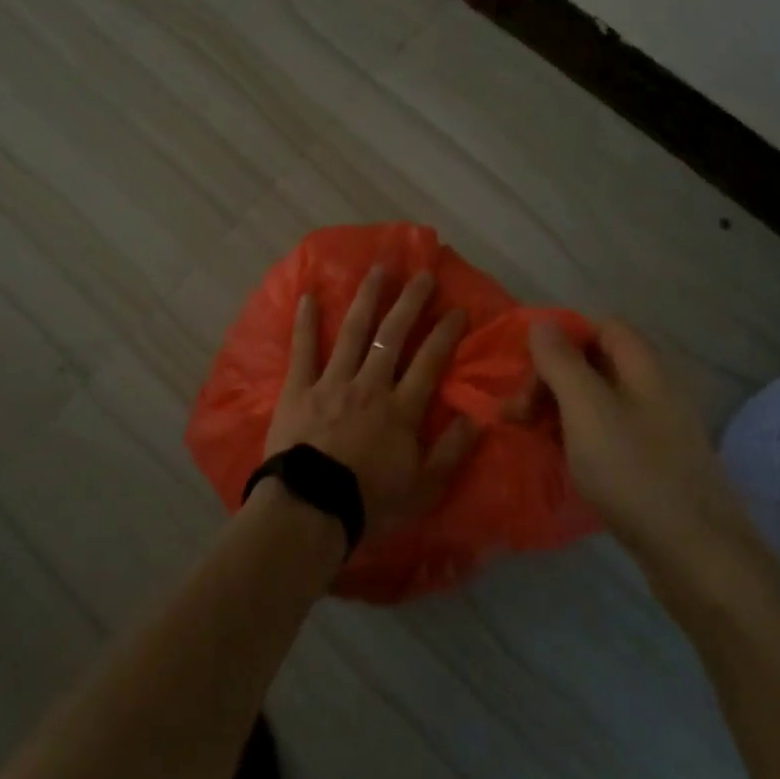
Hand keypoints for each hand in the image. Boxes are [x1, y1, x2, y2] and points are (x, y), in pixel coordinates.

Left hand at [264, 268, 480, 535]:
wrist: (311, 508)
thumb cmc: (370, 502)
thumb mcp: (425, 488)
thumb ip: (452, 451)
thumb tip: (479, 418)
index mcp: (401, 408)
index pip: (430, 361)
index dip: (445, 332)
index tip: (457, 308)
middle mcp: (370, 385)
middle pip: (393, 335)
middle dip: (410, 302)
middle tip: (422, 274)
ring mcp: (332, 382)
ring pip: (353, 332)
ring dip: (367, 299)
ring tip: (377, 270)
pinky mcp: (299, 389)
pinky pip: (303, 350)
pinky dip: (305, 323)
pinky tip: (308, 296)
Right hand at [526, 319, 776, 603]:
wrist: (695, 555)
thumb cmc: (633, 471)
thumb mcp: (586, 409)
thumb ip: (561, 362)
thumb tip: (542, 322)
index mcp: (643, 365)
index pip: (599, 325)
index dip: (560, 337)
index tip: (524, 368)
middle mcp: (652, 388)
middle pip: (593, 362)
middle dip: (549, 378)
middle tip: (515, 412)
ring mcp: (654, 427)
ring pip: (595, 399)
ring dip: (556, 409)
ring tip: (527, 435)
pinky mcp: (650, 461)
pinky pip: (604, 431)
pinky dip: (575, 435)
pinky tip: (557, 457)